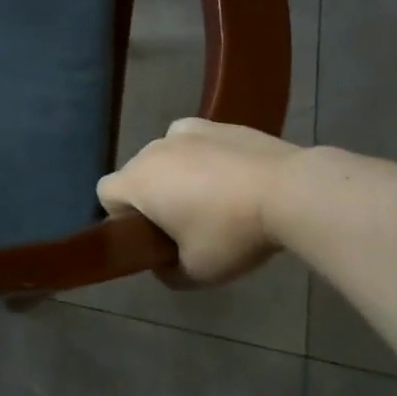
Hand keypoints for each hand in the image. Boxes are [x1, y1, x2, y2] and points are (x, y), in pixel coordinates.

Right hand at [97, 119, 302, 285]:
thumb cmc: (232, 232)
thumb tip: (162, 264)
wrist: (291, 191)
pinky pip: (193, 140)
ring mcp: (186, 132)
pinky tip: (228, 174)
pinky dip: (201, 155)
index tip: (150, 235)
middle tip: (185, 224)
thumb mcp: (197, 272)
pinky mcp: (218, 123)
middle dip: (151, 197)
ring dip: (175, 175)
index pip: (105, 194)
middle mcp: (153, 149)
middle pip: (136, 174)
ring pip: (165, 156)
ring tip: (213, 198)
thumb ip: (168, 272)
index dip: (120, 217)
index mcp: (138, 182)